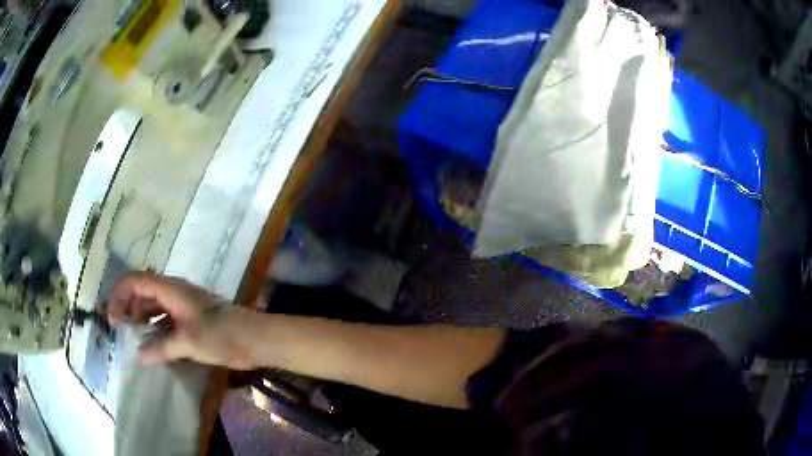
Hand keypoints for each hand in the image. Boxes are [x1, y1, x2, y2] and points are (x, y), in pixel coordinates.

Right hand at [107, 272, 257, 369]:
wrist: (254, 338)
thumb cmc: (221, 335)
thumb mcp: (188, 342)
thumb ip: (161, 348)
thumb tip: (138, 357)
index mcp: (170, 288)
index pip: (134, 281)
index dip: (118, 295)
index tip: (112, 319)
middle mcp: (173, 292)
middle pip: (141, 292)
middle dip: (127, 307)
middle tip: (119, 330)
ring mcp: (182, 305)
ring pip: (153, 306)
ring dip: (140, 319)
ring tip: (132, 338)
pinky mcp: (190, 319)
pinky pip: (165, 319)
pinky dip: (155, 329)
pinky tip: (152, 345)